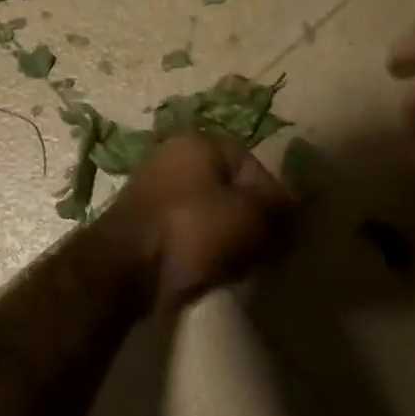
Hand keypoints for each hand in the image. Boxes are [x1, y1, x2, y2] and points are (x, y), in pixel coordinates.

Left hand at [102, 132, 291, 308]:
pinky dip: (203, 250)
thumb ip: (277, 210)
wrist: (125, 269)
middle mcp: (172, 159)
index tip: (281, 232)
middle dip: (250, 222)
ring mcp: (153, 193)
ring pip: (209, 215)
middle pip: (230, 191)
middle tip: (263, 251)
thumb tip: (289, 213)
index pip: (253, 166)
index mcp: (198, 143)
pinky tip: (213, 272)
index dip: (273, 200)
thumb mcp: (250, 216)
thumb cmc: (191, 230)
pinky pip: (187, 234)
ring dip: (229, 239)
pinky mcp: (143, 226)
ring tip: (239, 266)